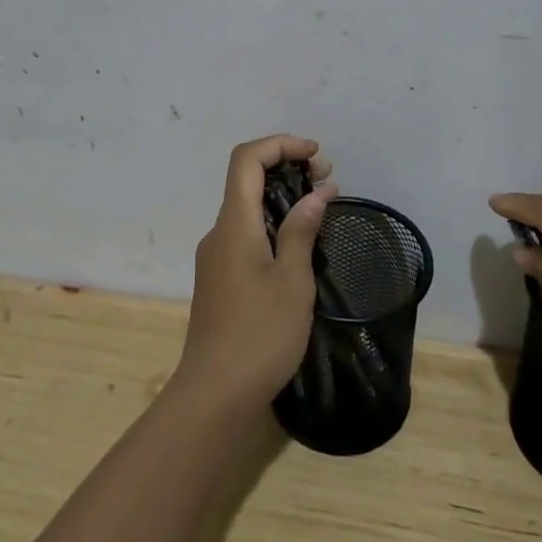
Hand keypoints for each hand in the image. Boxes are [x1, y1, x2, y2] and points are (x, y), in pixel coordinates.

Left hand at [174, 135, 336, 411]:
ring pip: (248, 207)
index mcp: (234, 223)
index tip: (316, 155)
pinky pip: (246, 232)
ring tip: (321, 209)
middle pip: (247, 178)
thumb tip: (317, 191)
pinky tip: (299, 245)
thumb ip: (302, 230)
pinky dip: (273, 223)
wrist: (213, 397)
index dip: (281, 144)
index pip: (247, 159)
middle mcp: (219, 231)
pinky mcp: (220, 279)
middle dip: (287, 167)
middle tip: (328, 180)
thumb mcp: (292, 281)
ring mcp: (216, 256)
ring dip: (283, 197)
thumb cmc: (258, 335)